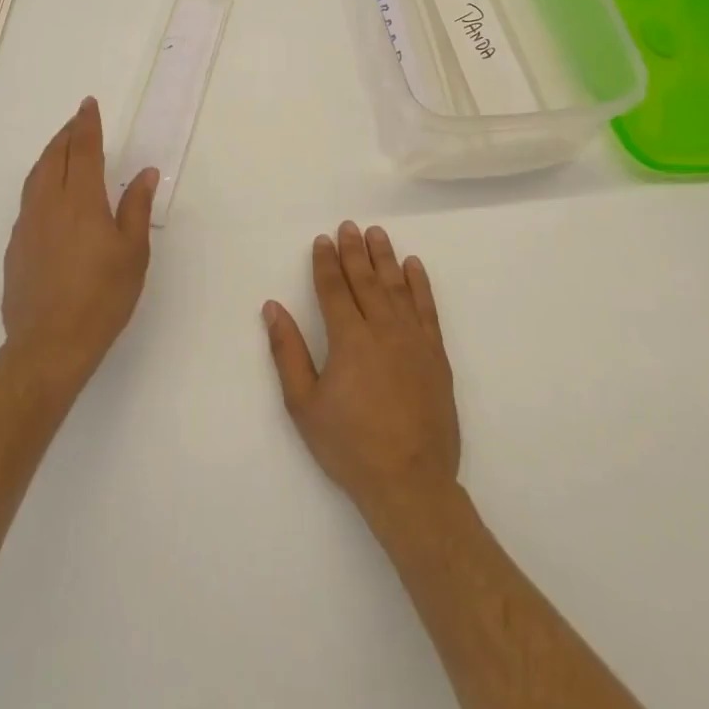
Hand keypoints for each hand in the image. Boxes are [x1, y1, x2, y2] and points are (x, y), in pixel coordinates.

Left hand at [1, 97, 158, 393]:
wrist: (48, 345)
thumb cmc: (101, 298)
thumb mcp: (132, 254)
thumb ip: (136, 208)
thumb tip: (144, 173)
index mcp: (80, 202)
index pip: (83, 150)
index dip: (86, 125)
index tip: (88, 105)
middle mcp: (48, 205)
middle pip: (54, 157)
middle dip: (66, 134)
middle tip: (78, 121)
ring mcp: (27, 225)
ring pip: (36, 177)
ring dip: (50, 155)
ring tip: (63, 148)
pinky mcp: (15, 247)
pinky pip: (28, 200)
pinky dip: (40, 182)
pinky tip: (50, 195)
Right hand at [263, 222, 459, 519]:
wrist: (410, 482)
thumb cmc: (349, 446)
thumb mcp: (303, 404)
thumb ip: (288, 352)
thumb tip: (273, 307)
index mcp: (349, 339)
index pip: (334, 288)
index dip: (326, 262)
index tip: (323, 240)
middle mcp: (383, 329)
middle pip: (366, 280)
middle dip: (354, 251)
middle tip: (349, 226)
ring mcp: (414, 340)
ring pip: (398, 287)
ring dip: (386, 258)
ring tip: (378, 235)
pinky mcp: (436, 355)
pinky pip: (428, 309)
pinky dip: (421, 284)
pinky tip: (414, 267)